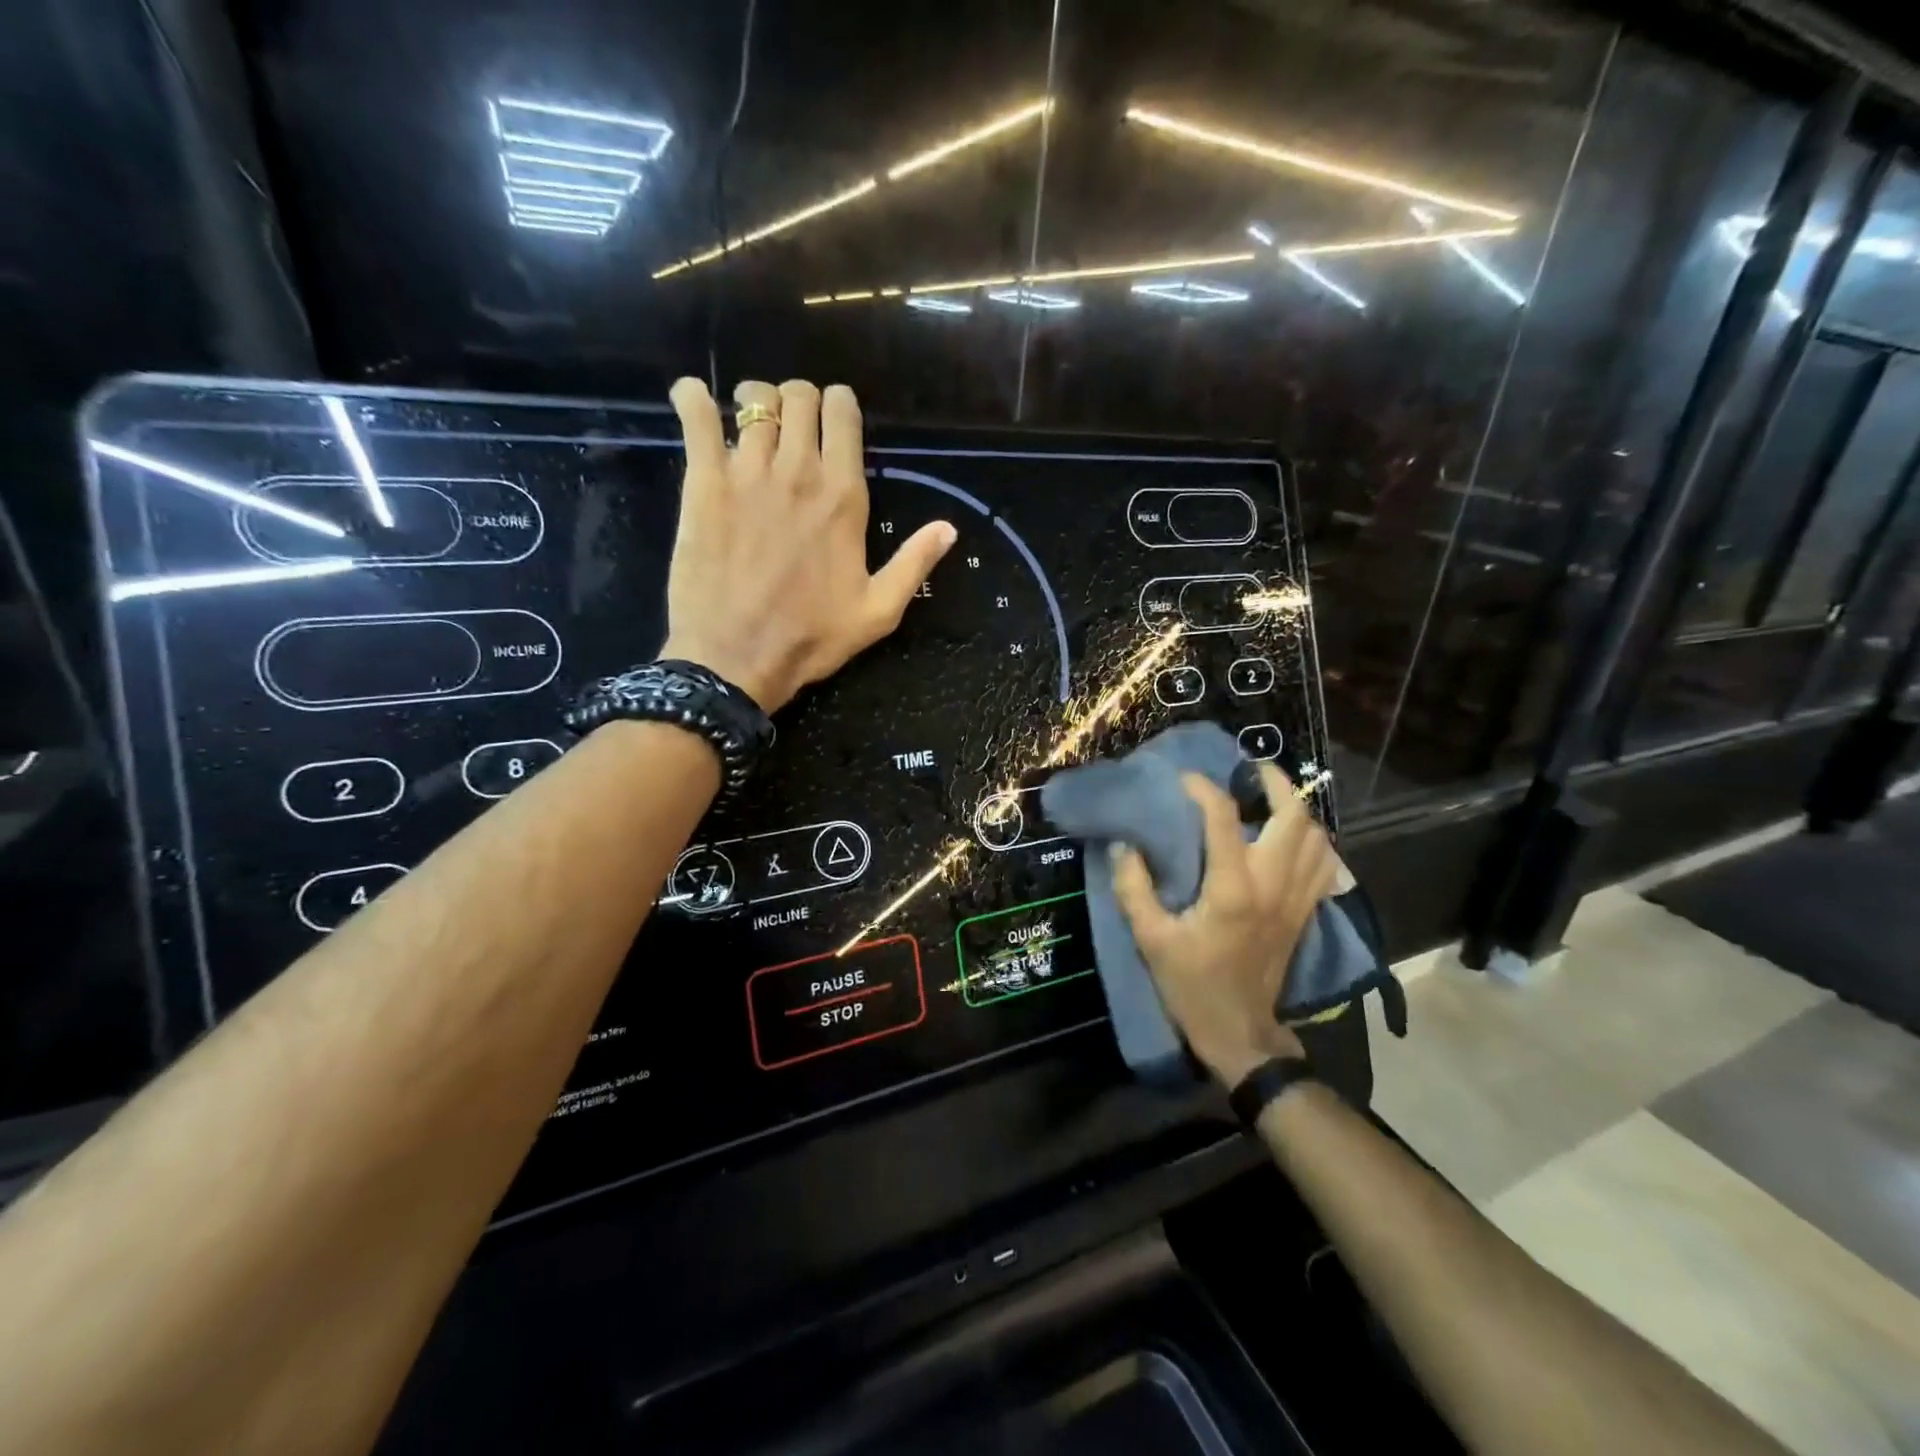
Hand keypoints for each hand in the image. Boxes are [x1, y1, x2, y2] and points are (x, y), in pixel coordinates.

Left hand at [658, 377, 956, 711]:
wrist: (736, 658)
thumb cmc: (811, 638)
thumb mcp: (879, 611)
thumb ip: (913, 563)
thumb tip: (948, 528)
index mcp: (843, 496)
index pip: (843, 412)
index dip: (839, 406)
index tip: (834, 422)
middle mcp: (798, 472)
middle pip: (799, 395)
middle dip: (799, 400)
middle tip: (793, 428)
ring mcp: (747, 473)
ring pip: (754, 399)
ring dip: (755, 401)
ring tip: (750, 423)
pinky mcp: (702, 483)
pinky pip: (696, 416)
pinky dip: (693, 399)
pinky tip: (694, 400)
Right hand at [1111, 764, 1337, 1087]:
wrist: (1238, 1031)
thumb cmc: (1191, 985)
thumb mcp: (1150, 939)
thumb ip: (1133, 888)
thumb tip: (1123, 844)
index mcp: (1233, 889)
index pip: (1223, 819)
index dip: (1203, 789)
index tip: (1183, 779)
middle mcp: (1273, 885)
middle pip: (1294, 816)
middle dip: (1275, 782)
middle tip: (1249, 769)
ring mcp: (1296, 899)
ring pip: (1317, 837)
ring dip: (1297, 809)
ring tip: (1270, 796)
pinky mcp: (1305, 913)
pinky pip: (1324, 864)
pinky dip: (1313, 840)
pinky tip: (1290, 836)